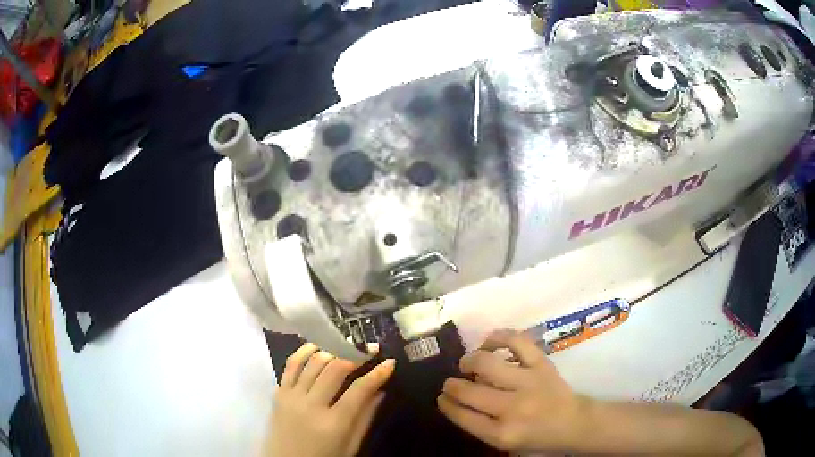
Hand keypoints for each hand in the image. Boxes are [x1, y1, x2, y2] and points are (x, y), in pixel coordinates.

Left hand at [265, 343, 395, 456]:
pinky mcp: (278, 393)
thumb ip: (364, 418)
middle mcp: (311, 405)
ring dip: (332, 350)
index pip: (359, 390)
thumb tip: (380, 391)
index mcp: (333, 424)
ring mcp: (291, 396)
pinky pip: (291, 364)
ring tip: (346, 347)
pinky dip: (304, 351)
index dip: (376, 374)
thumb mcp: (350, 446)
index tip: (389, 362)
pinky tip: (317, 346)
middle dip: (355, 355)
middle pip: (335, 369)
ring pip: (313, 362)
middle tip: (369, 350)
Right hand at [437, 330, 587, 451]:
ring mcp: (529, 383)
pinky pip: (517, 342)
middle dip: (452, 385)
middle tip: (451, 382)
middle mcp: (513, 408)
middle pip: (468, 391)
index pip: (462, 415)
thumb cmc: (537, 438)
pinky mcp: (542, 364)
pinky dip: (498, 338)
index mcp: (501, 433)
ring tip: (467, 363)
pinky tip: (489, 344)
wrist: (574, 423)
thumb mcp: (504, 442)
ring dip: (469, 361)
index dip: (446, 404)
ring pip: (486, 363)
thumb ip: (479, 425)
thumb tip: (458, 399)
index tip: (441, 397)